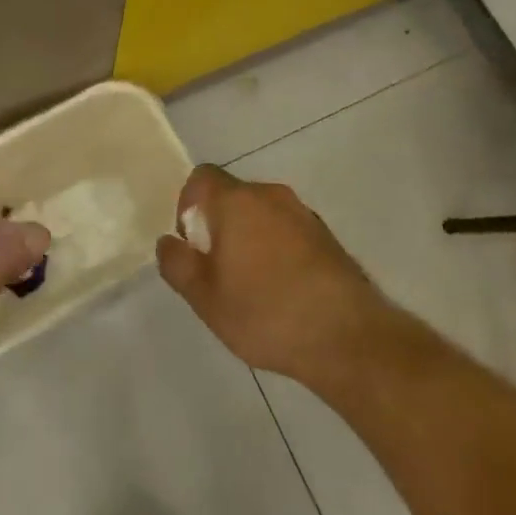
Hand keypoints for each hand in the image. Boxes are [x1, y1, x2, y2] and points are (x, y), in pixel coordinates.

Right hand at [156, 165, 394, 385]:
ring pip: (261, 214)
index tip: (192, 244)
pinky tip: (282, 291)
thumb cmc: (266, 313)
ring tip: (250, 286)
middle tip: (217, 271)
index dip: (188, 205)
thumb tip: (168, 242)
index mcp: (237, 201)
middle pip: (232, 195)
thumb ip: (178, 264)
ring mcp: (303, 213)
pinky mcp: (326, 235)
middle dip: (218, 225)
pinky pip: (287, 230)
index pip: (202, 177)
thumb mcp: (205, 298)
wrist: (347, 336)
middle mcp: (270, 195)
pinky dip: (276, 249)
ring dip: (249, 237)